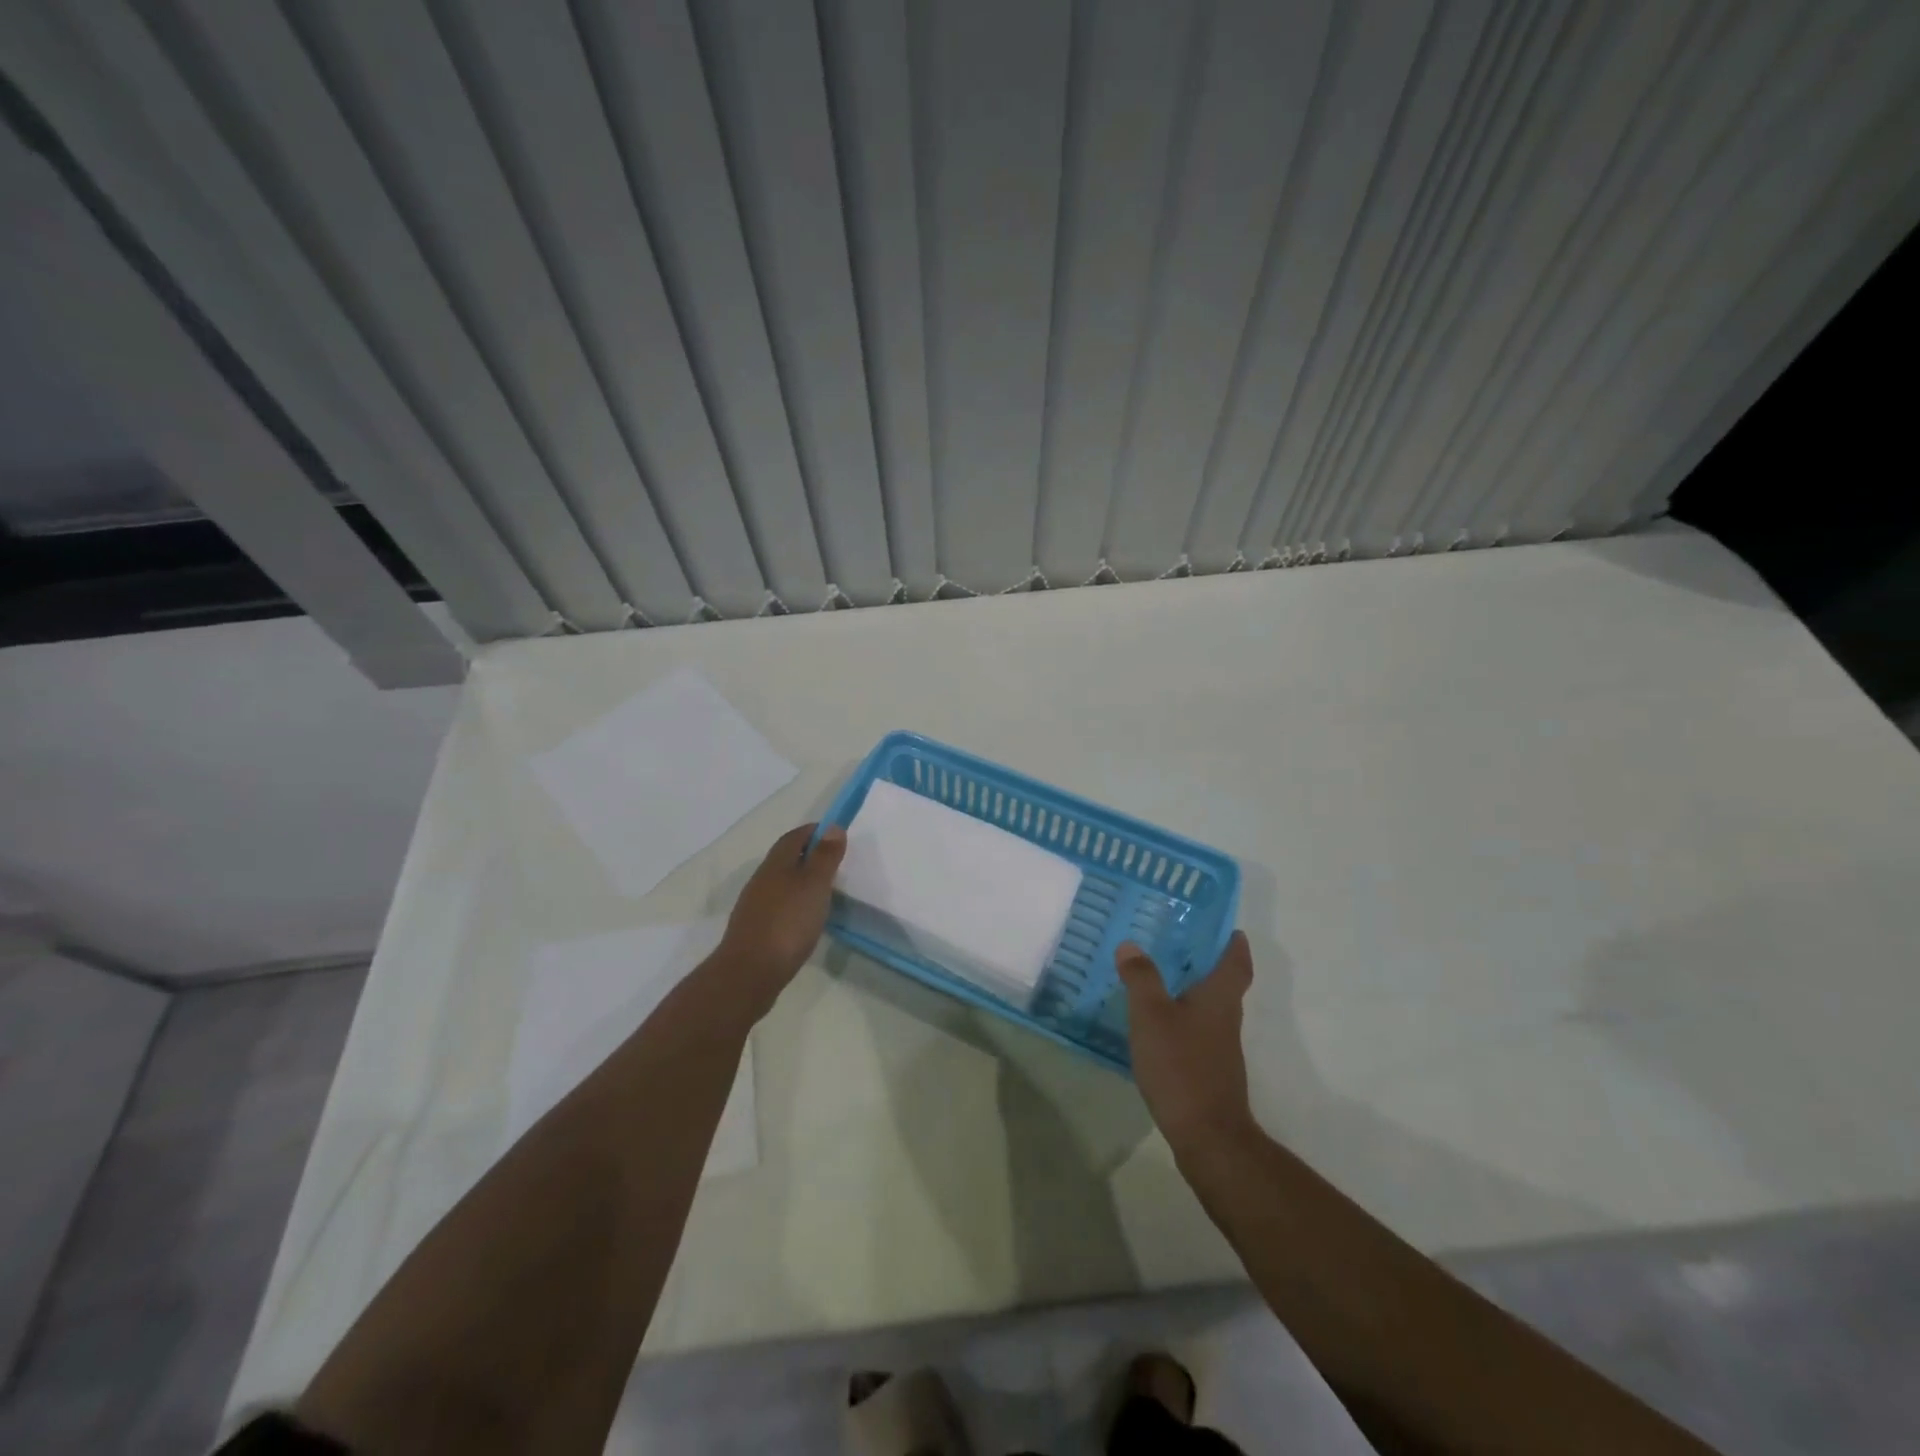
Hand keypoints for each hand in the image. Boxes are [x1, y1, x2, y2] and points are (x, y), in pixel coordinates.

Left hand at [716, 824, 846, 1016]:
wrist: (750, 972)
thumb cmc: (788, 922)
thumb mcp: (815, 885)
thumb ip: (825, 857)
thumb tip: (832, 827)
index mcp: (776, 864)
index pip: (794, 837)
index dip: (814, 832)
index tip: (835, 835)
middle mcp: (761, 879)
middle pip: (785, 858)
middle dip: (808, 855)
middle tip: (834, 864)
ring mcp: (755, 905)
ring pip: (780, 883)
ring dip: (800, 881)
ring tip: (823, 893)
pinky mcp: (754, 929)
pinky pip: (777, 906)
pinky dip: (793, 904)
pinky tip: (805, 919)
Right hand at [1118, 931, 1255, 1151]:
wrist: (1207, 1135)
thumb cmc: (1181, 1065)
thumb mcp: (1151, 1015)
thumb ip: (1141, 978)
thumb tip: (1131, 945)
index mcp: (1219, 998)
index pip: (1236, 963)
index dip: (1235, 946)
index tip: (1231, 930)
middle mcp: (1226, 1018)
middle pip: (1224, 984)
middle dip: (1207, 964)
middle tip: (1180, 945)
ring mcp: (1220, 1048)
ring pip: (1209, 1008)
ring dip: (1192, 991)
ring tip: (1161, 978)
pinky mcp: (1209, 1070)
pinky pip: (1197, 1031)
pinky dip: (1182, 1019)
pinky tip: (1158, 1024)